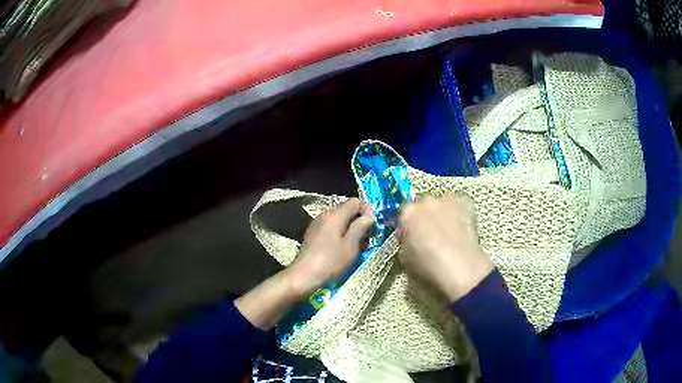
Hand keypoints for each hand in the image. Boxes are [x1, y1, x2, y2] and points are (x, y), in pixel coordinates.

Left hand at [285, 198, 373, 298]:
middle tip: (367, 239)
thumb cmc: (330, 261)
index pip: (355, 202)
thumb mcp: (351, 245)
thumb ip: (361, 227)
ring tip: (357, 247)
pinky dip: (340, 236)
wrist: (304, 276)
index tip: (373, 226)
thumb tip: (369, 216)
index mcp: (335, 215)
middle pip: (347, 211)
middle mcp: (325, 215)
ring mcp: (317, 225)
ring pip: (340, 221)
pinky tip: (343, 250)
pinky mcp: (313, 236)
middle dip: (359, 222)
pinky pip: (331, 230)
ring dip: (351, 231)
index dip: (367, 210)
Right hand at [397, 193, 492, 302]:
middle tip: (429, 237)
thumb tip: (409, 239)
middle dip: (424, 218)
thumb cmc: (429, 268)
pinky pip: (459, 205)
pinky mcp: (466, 205)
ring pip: (441, 204)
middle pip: (422, 206)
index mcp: (407, 214)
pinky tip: (460, 228)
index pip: (403, 215)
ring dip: (441, 214)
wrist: (461, 268)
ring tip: (447, 234)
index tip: (411, 239)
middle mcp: (426, 202)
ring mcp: (447, 201)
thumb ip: (404, 242)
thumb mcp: (405, 259)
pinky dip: (458, 213)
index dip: (407, 228)